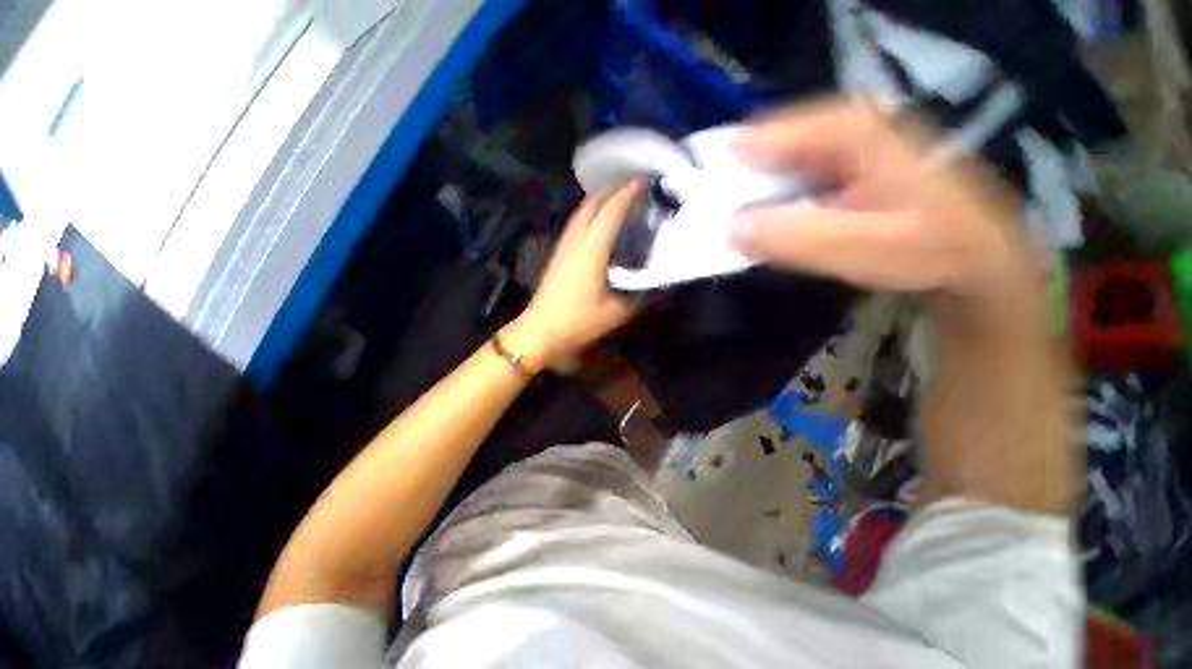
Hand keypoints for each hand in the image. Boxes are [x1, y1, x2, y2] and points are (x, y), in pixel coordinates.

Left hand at [503, 182, 641, 370]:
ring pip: (581, 211)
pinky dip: (589, 211)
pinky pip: (575, 222)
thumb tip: (662, 287)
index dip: (627, 195)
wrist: (542, 329)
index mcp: (592, 251)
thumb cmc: (579, 321)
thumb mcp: (617, 313)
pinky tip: (597, 220)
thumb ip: (641, 297)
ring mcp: (564, 245)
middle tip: (632, 185)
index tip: (643, 183)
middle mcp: (576, 240)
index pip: (611, 213)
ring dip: (599, 198)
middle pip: (592, 204)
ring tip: (617, 196)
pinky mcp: (558, 253)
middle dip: (612, 189)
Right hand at [730, 99, 1037, 301]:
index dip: (726, 166)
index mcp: (851, 129)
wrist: (977, 256)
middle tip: (710, 215)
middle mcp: (845, 124)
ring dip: (751, 191)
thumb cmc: (928, 249)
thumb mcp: (858, 247)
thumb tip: (729, 227)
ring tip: (731, 222)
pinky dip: (771, 198)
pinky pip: (792, 175)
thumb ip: (791, 235)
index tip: (697, 198)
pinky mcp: (845, 165)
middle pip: (768, 144)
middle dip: (736, 181)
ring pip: (777, 161)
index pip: (766, 135)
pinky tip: (766, 221)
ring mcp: (845, 143)